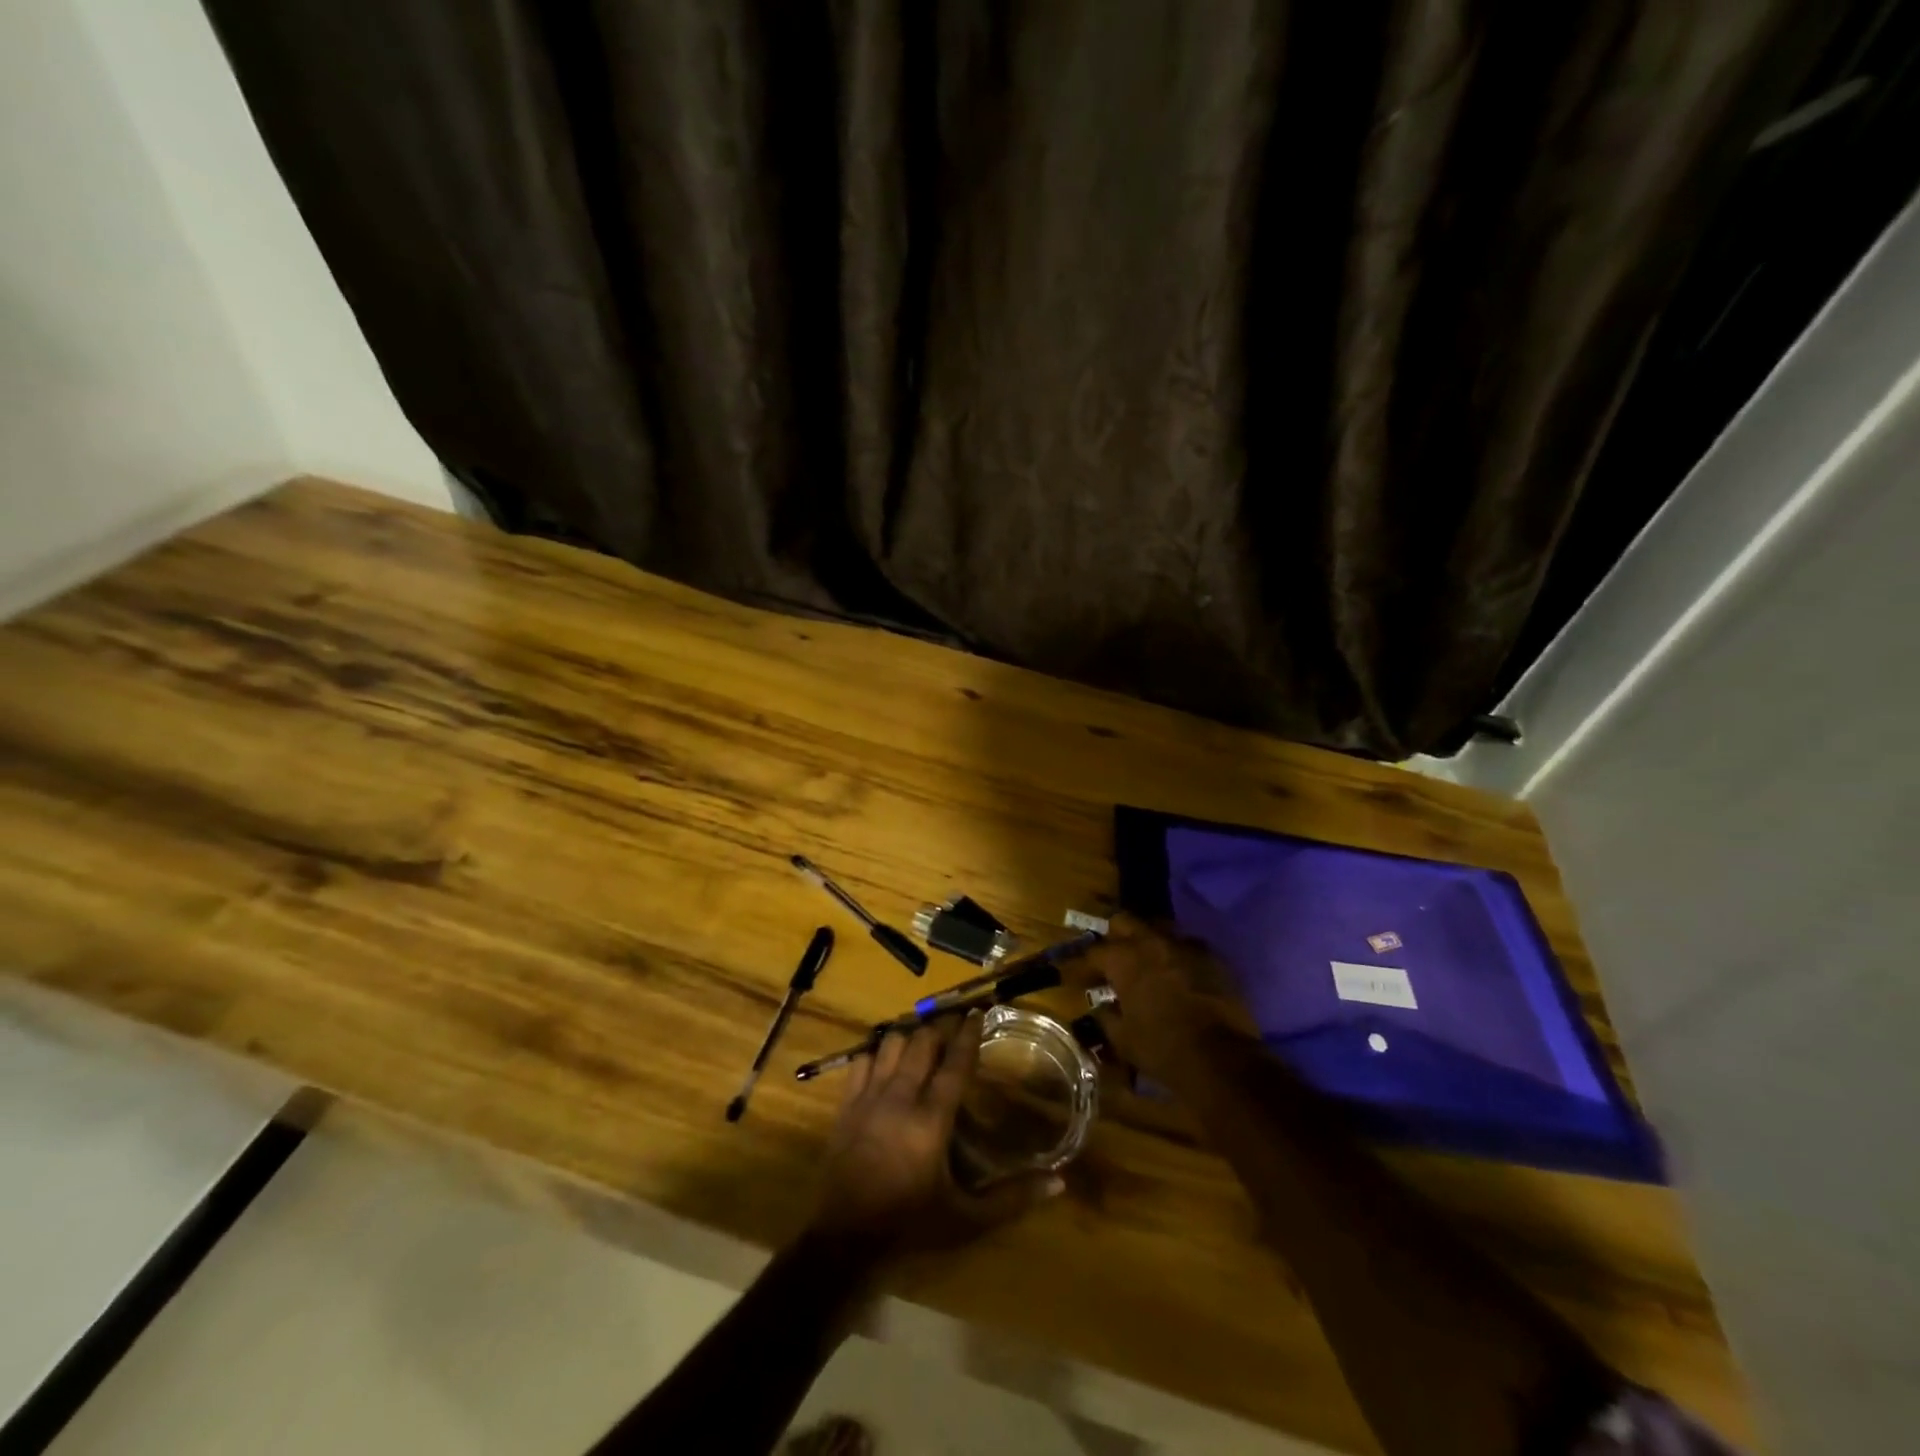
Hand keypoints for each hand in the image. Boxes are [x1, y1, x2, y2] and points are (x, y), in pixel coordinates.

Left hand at [809, 1011, 1061, 1253]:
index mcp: (932, 1119)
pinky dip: (878, 1051)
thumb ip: (1011, 1199)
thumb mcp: (966, 1219)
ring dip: (911, 1035)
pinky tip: (888, 1056)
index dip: (968, 1035)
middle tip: (956, 1023)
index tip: (979, 1013)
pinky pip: (863, 1059)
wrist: (843, 1235)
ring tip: (925, 1037)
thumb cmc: (909, 1223)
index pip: (955, 1063)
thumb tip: (1058, 1184)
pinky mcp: (847, 1102)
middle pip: (923, 1042)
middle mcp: (901, 1096)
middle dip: (941, 1027)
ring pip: (892, 1043)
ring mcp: (870, 1095)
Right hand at [1075, 916, 1250, 1084]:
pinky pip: (1189, 947)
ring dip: (1149, 941)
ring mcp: (1186, 946)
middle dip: (1114, 935)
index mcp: (1124, 959)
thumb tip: (1101, 1009)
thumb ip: (1106, 1017)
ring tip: (1147, 962)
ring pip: (1160, 929)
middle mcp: (1152, 942)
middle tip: (1111, 957)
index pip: (1093, 952)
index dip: (1082, 964)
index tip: (1076, 976)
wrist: (1222, 1059)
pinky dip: (1178, 957)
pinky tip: (1179, 974)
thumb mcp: (1122, 1039)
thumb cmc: (1162, 1048)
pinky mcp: (1213, 958)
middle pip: (1125, 921)